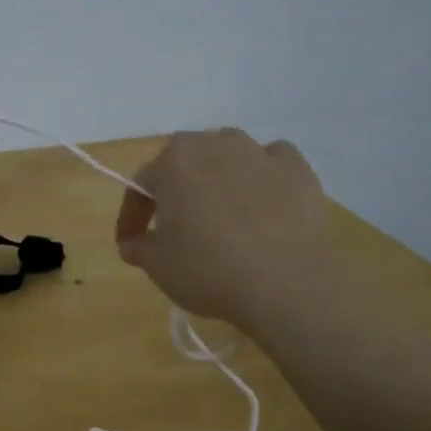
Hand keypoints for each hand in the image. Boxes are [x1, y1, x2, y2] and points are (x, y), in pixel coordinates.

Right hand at [113, 129, 342, 325]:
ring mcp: (259, 154)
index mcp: (173, 161)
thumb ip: (138, 247)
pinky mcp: (298, 171)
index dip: (133, 216)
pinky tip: (265, 200)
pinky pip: (275, 162)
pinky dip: (266, 175)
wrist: (286, 285)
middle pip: (186, 162)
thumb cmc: (208, 268)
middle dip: (177, 189)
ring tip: (222, 209)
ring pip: (229, 154)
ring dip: (220, 175)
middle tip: (176, 225)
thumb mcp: (156, 265)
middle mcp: (214, 144)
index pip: (142, 185)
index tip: (132, 243)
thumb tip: (134, 243)